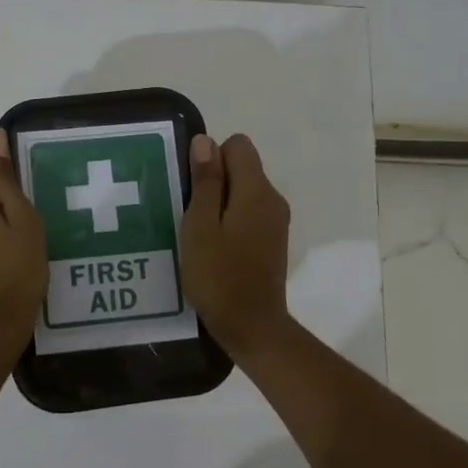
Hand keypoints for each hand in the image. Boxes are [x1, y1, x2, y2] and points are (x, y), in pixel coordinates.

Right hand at [180, 132, 293, 357]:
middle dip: (214, 180)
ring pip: (245, 191)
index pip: (238, 145)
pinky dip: (231, 220)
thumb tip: (205, 141)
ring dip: (220, 202)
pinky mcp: (273, 241)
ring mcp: (276, 221)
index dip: (211, 158)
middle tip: (190, 214)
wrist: (252, 326)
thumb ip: (205, 181)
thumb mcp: (200, 226)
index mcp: (256, 191)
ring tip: (198, 232)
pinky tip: (214, 247)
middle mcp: (273, 199)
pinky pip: (250, 213)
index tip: (194, 188)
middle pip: (243, 167)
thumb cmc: (219, 275)